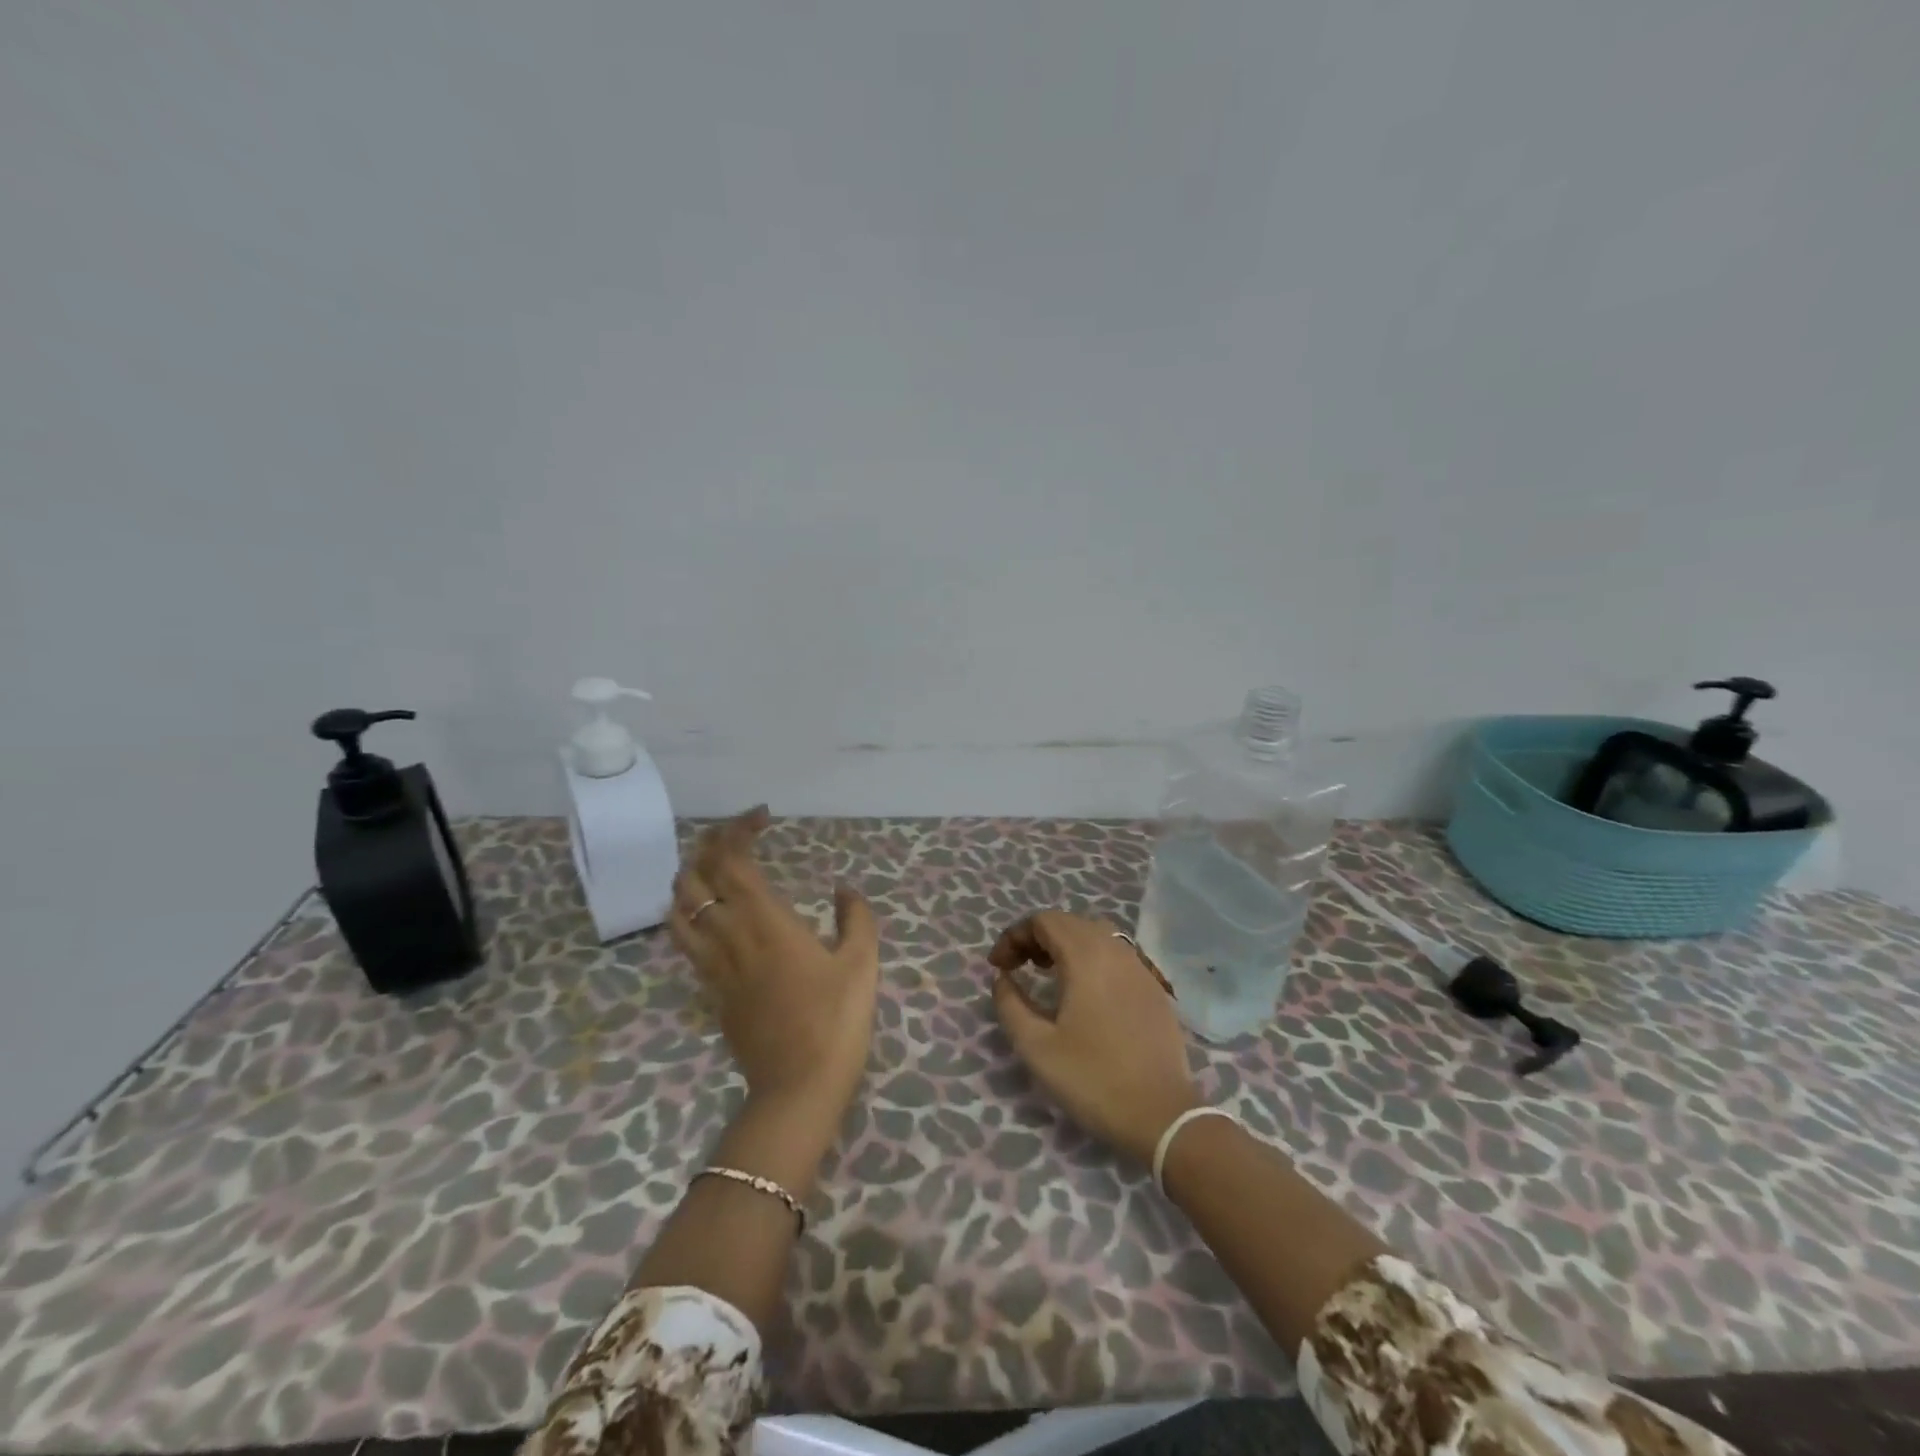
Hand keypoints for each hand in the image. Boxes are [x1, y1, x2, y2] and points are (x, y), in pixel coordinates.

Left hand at [669, 807, 880, 1123]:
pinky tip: (711, 915)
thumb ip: (855, 917)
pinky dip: (689, 914)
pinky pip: (684, 941)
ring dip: (691, 878)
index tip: (762, 817)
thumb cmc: (836, 1019)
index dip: (737, 830)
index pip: (732, 861)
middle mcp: (729, 936)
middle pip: (696, 878)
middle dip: (709, 845)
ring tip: (716, 869)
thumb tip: (843, 890)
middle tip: (737, 834)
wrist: (798, 1087)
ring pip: (679, 909)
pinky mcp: (709, 991)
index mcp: (765, 922)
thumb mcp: (862, 962)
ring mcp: (713, 966)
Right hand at [989, 911, 1202, 1165]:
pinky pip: (1117, 954)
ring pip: (1096, 934)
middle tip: (1018, 967)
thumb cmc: (1093, 1079)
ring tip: (1049, 974)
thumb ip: (1010, 1004)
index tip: (998, 967)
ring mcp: (1140, 967)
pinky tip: (1086, 992)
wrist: (1162, 1115)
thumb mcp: (1036, 1047)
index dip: (1014, 936)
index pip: (1043, 921)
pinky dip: (1092, 958)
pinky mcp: (1154, 987)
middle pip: (1069, 922)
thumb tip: (1003, 978)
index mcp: (1085, 956)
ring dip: (1066, 944)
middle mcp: (1115, 950)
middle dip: (1037, 937)